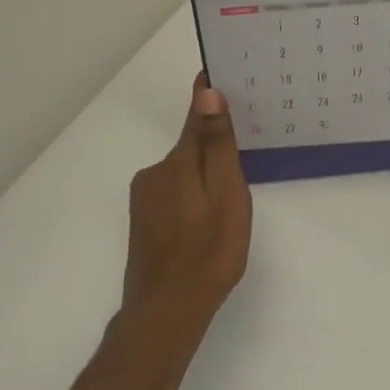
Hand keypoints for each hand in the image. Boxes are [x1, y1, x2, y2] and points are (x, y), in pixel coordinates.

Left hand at [124, 75, 252, 325]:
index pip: (195, 114)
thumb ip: (217, 145)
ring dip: (203, 179)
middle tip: (247, 164)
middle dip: (215, 150)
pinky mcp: (142, 221)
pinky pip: (173, 193)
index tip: (230, 76)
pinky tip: (205, 225)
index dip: (210, 97)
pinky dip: (191, 198)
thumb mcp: (226, 196)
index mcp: (177, 162)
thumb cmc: (209, 253)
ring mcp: (144, 198)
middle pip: (190, 147)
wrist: (166, 313)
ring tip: (227, 206)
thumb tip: (208, 92)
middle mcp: (154, 172)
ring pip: (182, 173)